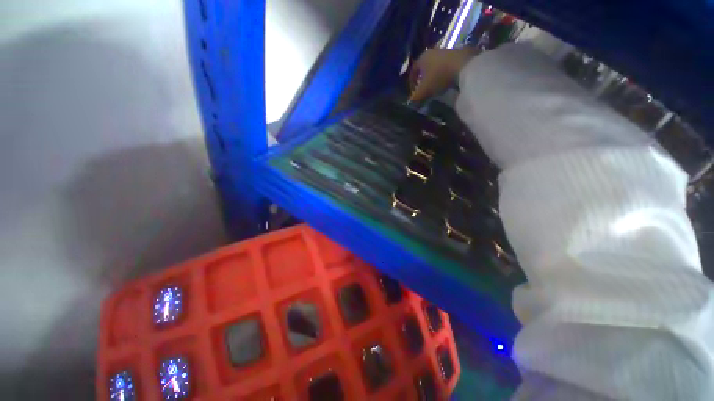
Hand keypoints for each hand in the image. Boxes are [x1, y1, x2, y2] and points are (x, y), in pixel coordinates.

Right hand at [409, 47, 479, 102]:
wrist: (465, 65)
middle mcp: (433, 51)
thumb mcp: (424, 90)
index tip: (412, 92)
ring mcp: (447, 51)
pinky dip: (445, 74)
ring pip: (437, 65)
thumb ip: (415, 97)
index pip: (413, 70)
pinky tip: (447, 82)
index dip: (411, 82)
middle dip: (423, 78)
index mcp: (422, 58)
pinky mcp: (459, 54)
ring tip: (436, 87)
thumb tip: (410, 102)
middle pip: (425, 66)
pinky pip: (448, 66)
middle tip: (423, 89)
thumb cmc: (439, 76)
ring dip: (435, 75)